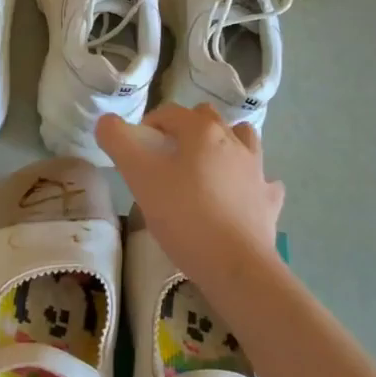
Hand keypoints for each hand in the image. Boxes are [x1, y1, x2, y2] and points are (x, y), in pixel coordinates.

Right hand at [96, 104, 285, 294]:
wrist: (235, 264)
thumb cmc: (184, 215)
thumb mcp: (140, 177)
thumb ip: (118, 143)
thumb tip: (106, 122)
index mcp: (202, 131)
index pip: (171, 112)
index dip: (149, 124)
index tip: (136, 148)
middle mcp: (233, 142)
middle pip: (208, 118)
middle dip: (186, 128)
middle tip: (166, 157)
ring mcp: (257, 171)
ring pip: (243, 140)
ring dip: (225, 144)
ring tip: (206, 166)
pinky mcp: (269, 200)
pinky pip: (263, 181)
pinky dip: (251, 182)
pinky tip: (240, 195)